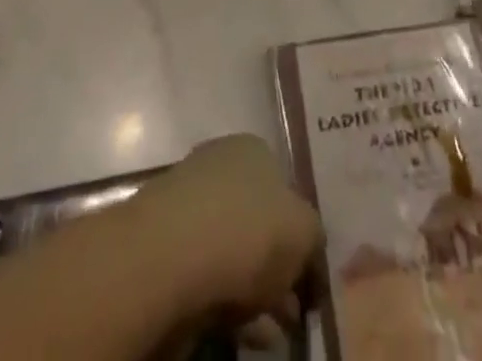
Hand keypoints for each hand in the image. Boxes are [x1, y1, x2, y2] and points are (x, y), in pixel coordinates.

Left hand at [133, 134, 322, 320]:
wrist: (169, 256)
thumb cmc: (247, 230)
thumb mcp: (304, 231)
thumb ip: (314, 238)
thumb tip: (311, 252)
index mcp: (255, 149)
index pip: (285, 186)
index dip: (301, 232)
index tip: (309, 275)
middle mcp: (222, 166)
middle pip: (259, 221)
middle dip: (278, 268)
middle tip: (293, 310)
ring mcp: (190, 203)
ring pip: (233, 252)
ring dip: (255, 291)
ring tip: (272, 332)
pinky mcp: (167, 245)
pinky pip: (208, 276)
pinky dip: (227, 304)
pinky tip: (243, 332)